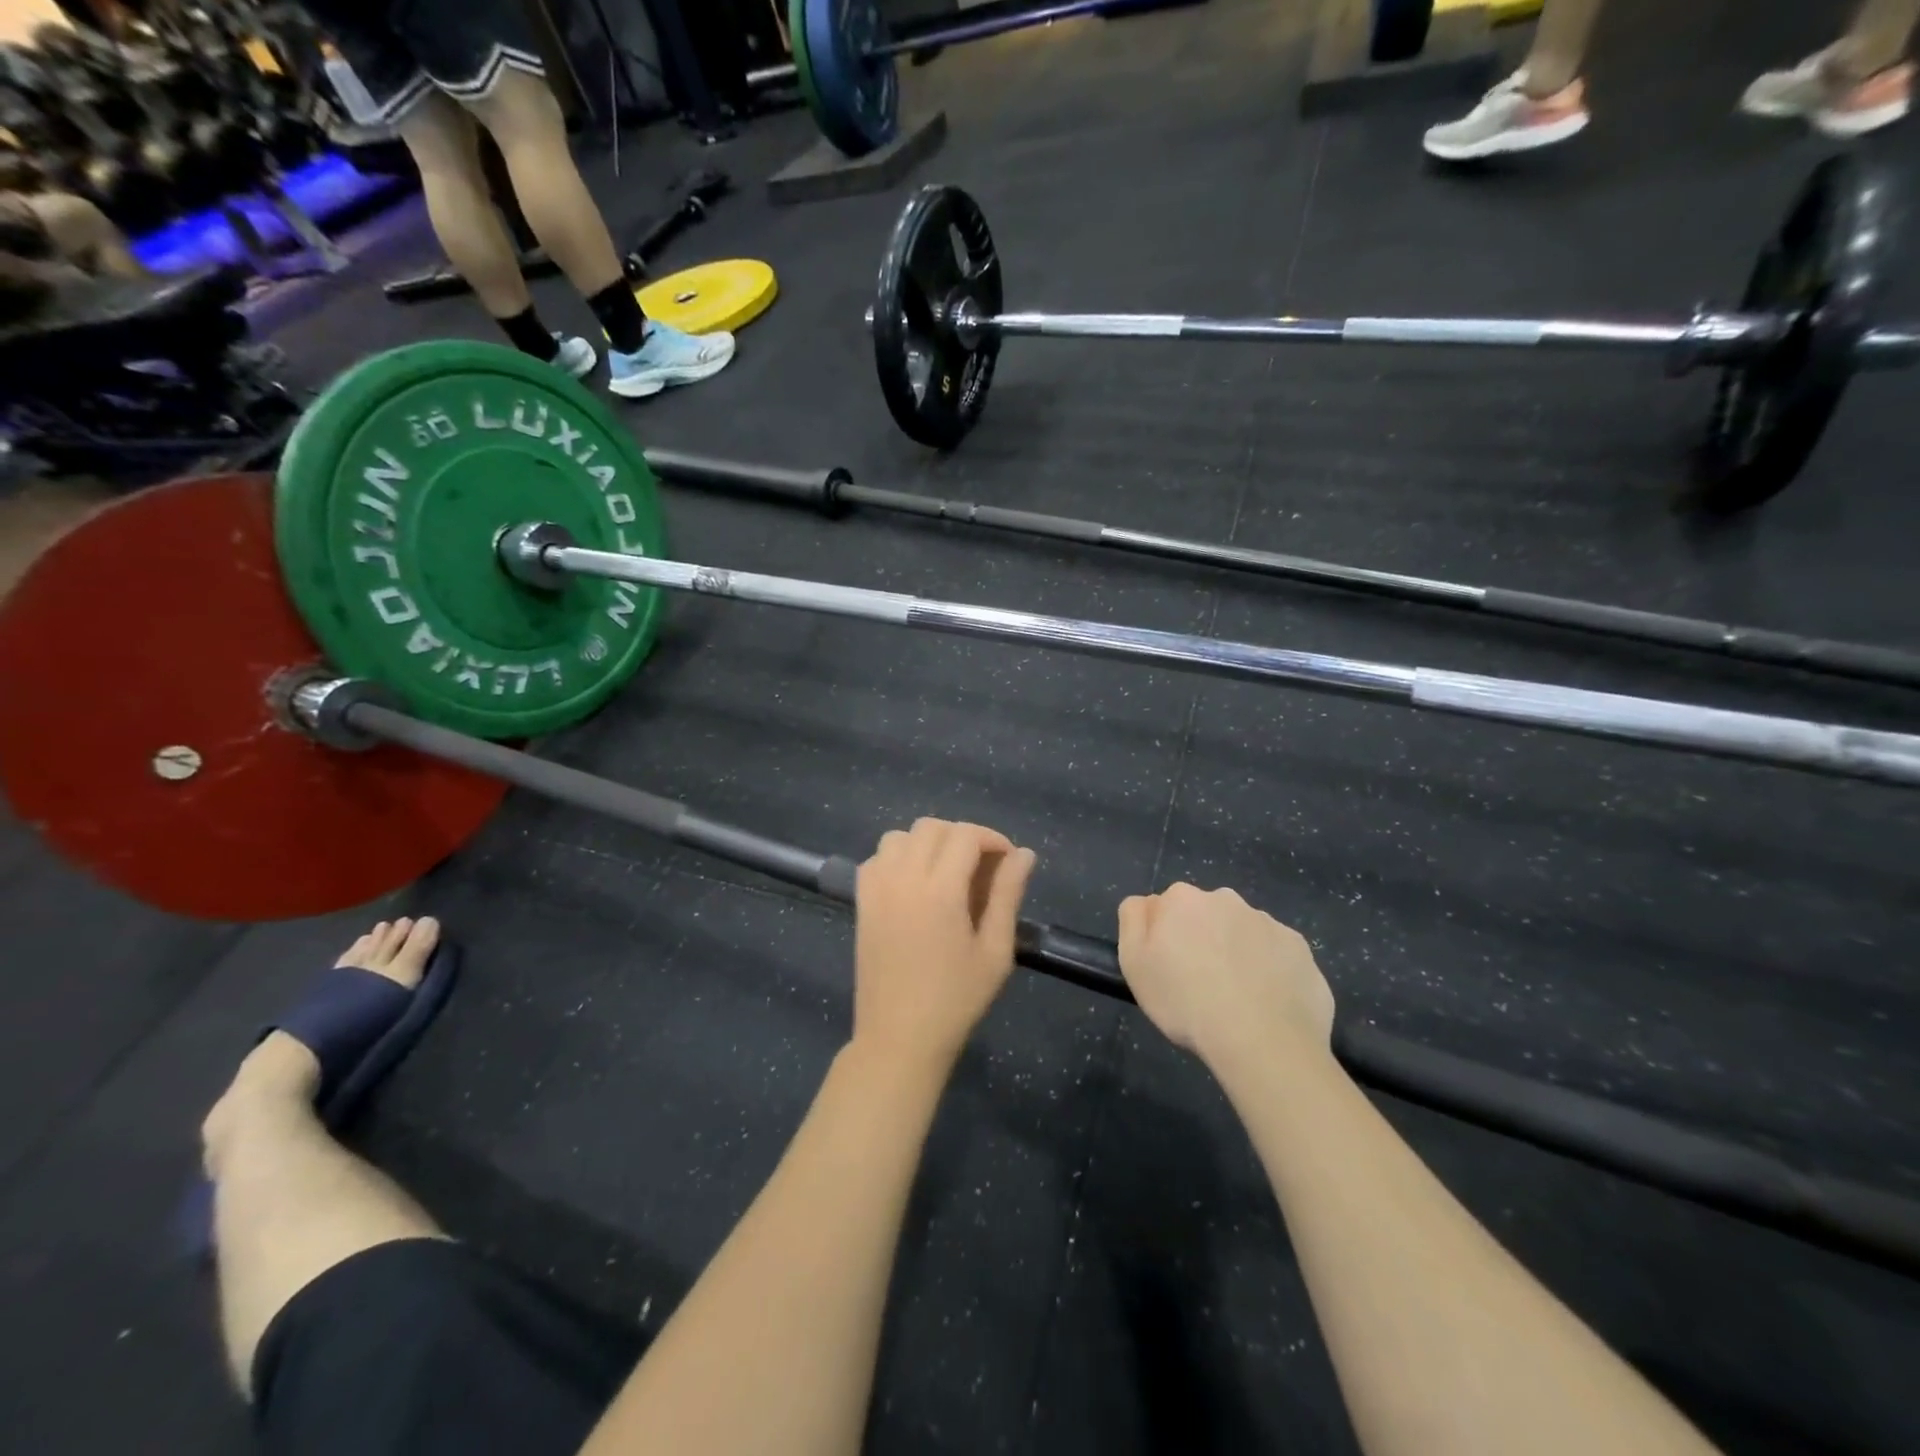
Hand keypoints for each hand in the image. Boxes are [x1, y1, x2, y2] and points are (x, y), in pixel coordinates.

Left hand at [853, 818, 1036, 1071]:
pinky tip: (915, 883)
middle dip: (963, 836)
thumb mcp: (995, 951)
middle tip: (982, 867)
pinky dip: (898, 856)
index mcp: (939, 891)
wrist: (899, 1038)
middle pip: (932, 827)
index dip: (992, 839)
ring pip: (900, 836)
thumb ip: (1008, 895)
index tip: (1008, 861)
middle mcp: (903, 879)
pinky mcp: (861, 902)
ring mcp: (876, 889)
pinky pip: (877, 858)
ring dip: (928, 842)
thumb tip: (1024, 854)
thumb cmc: (956, 1000)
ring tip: (947, 872)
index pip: (965, 836)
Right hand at [1117, 884, 1334, 1066]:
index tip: (1168, 968)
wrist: (1262, 1041)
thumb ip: (1133, 919)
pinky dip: (1270, 972)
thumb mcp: (1134, 963)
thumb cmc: (1186, 1002)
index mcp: (1184, 900)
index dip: (1164, 937)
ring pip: (1243, 934)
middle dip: (1202, 939)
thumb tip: (1147, 903)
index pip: (1166, 907)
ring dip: (1237, 954)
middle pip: (1206, 916)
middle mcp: (1227, 899)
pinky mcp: (1300, 949)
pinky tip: (1265, 1004)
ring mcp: (1269, 923)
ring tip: (1236, 1000)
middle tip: (1200, 983)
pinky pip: (1277, 955)